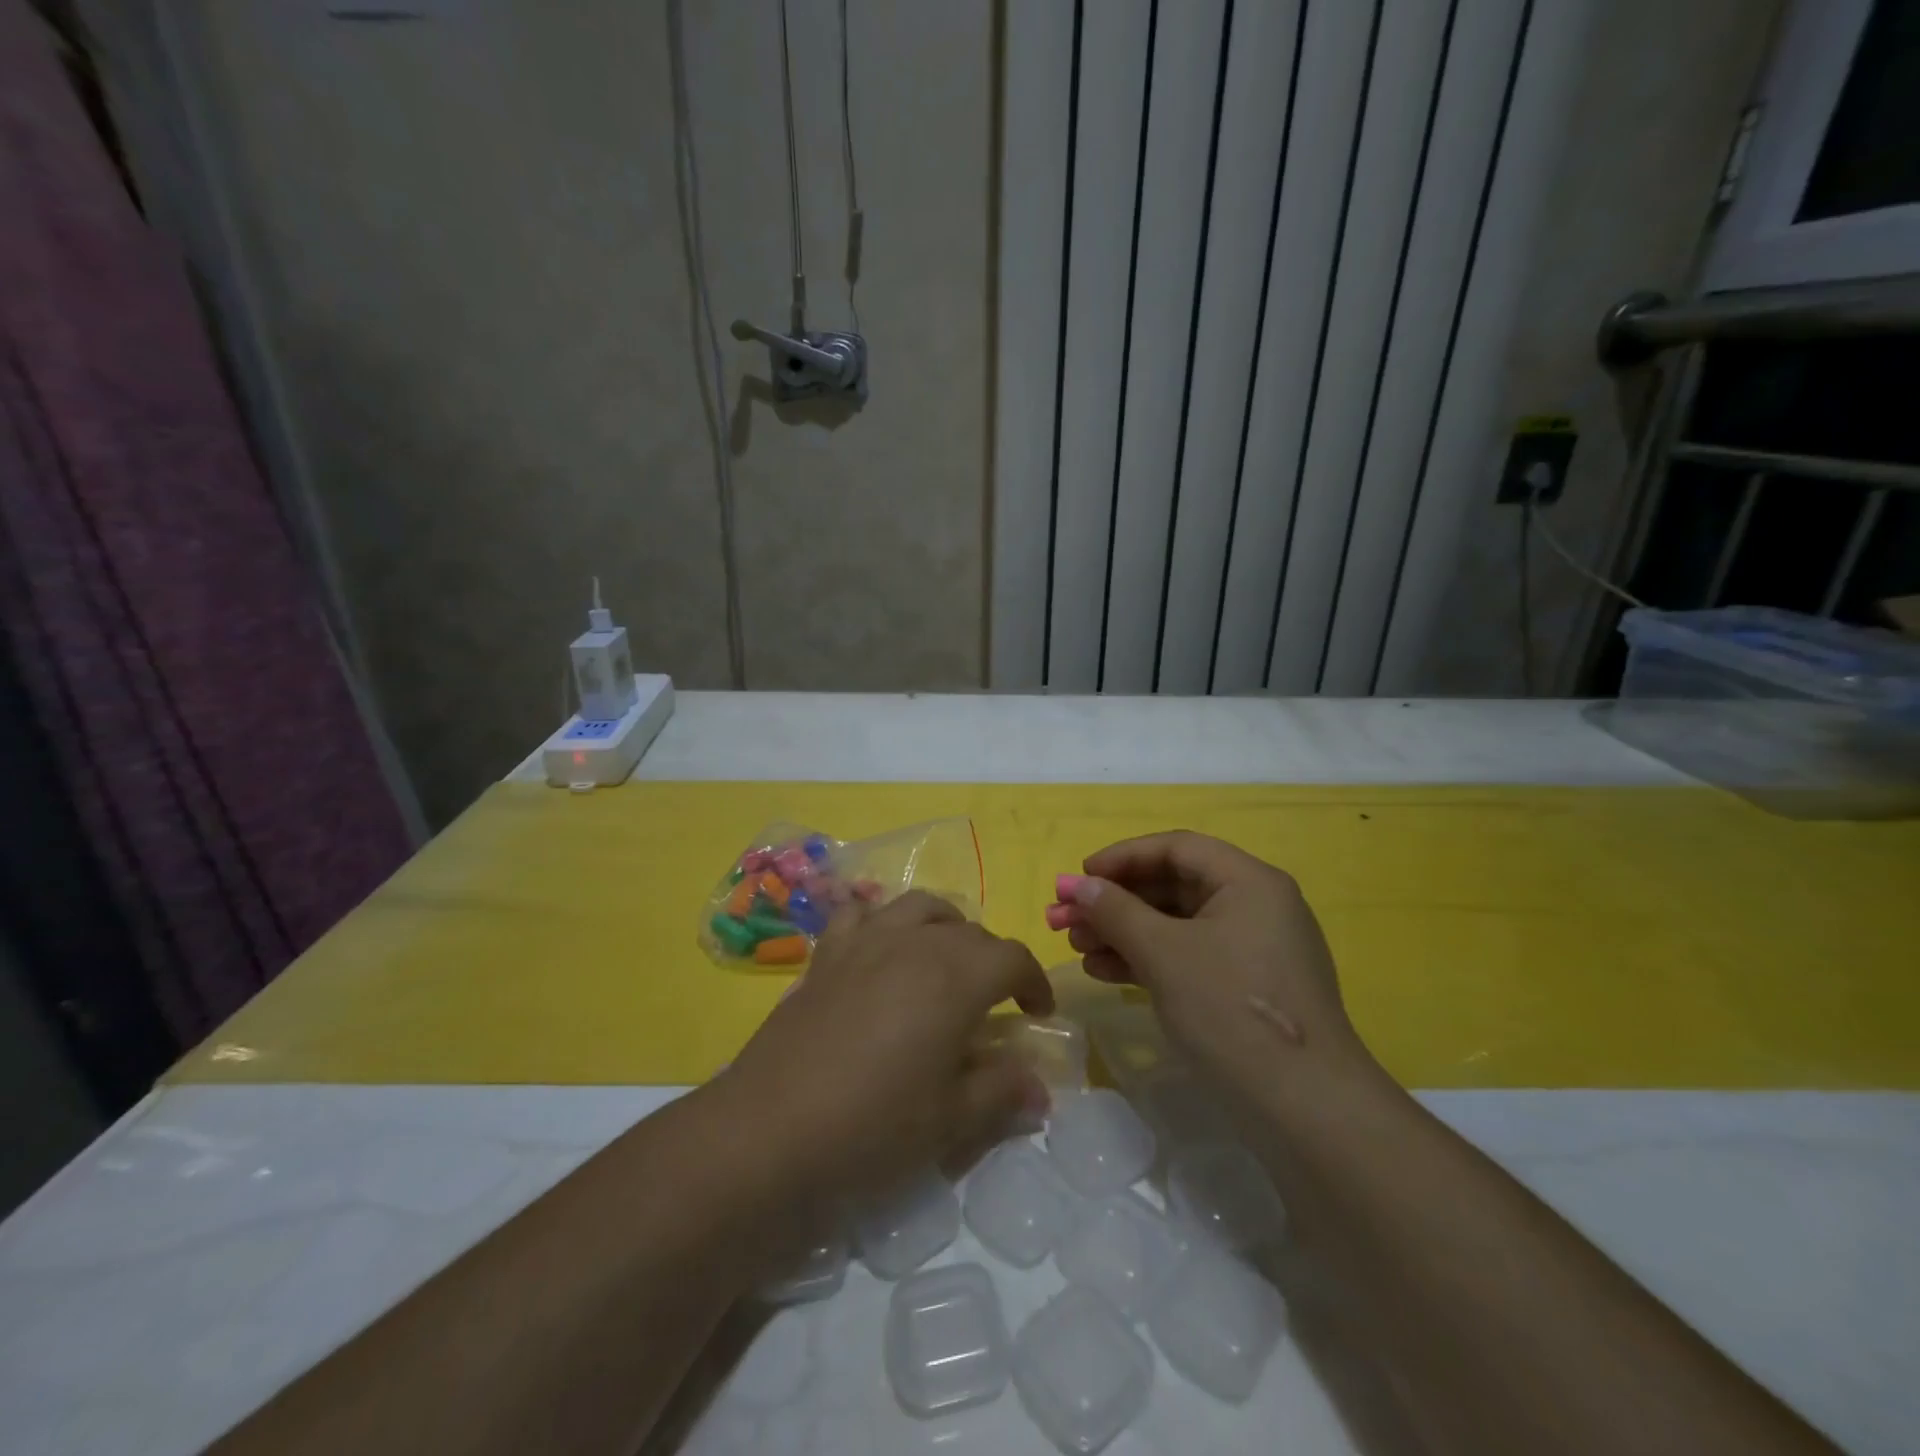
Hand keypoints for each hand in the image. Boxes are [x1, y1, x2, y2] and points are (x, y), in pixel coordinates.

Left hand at [723, 892, 1054, 1207]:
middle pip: (970, 932)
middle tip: (992, 1003)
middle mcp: (915, 942)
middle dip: (993, 961)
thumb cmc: (874, 1124)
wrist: (772, 1128)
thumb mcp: (951, 1118)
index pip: (1013, 958)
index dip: (1034, 981)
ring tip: (945, 962)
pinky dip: (880, 920)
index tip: (1037, 1012)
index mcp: (955, 976)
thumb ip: (1001, 1091)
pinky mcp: (827, 953)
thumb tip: (1039, 1088)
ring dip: (945, 927)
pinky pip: (860, 913)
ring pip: (920, 907)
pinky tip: (879, 949)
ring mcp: (866, 941)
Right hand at [1054, 832, 1370, 1097]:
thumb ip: (1115, 912)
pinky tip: (1106, 973)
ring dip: (1124, 932)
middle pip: (1172, 886)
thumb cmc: (1231, 1010)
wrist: (1307, 1110)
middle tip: (1064, 919)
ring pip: (1176, 924)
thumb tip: (1076, 885)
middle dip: (1115, 901)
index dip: (1121, 857)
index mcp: (1248, 882)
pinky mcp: (1246, 988)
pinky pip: (1188, 956)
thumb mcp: (1164, 954)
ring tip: (1078, 949)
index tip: (1078, 878)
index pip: (1176, 848)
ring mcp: (1253, 949)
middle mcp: (1255, 905)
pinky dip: (1147, 959)